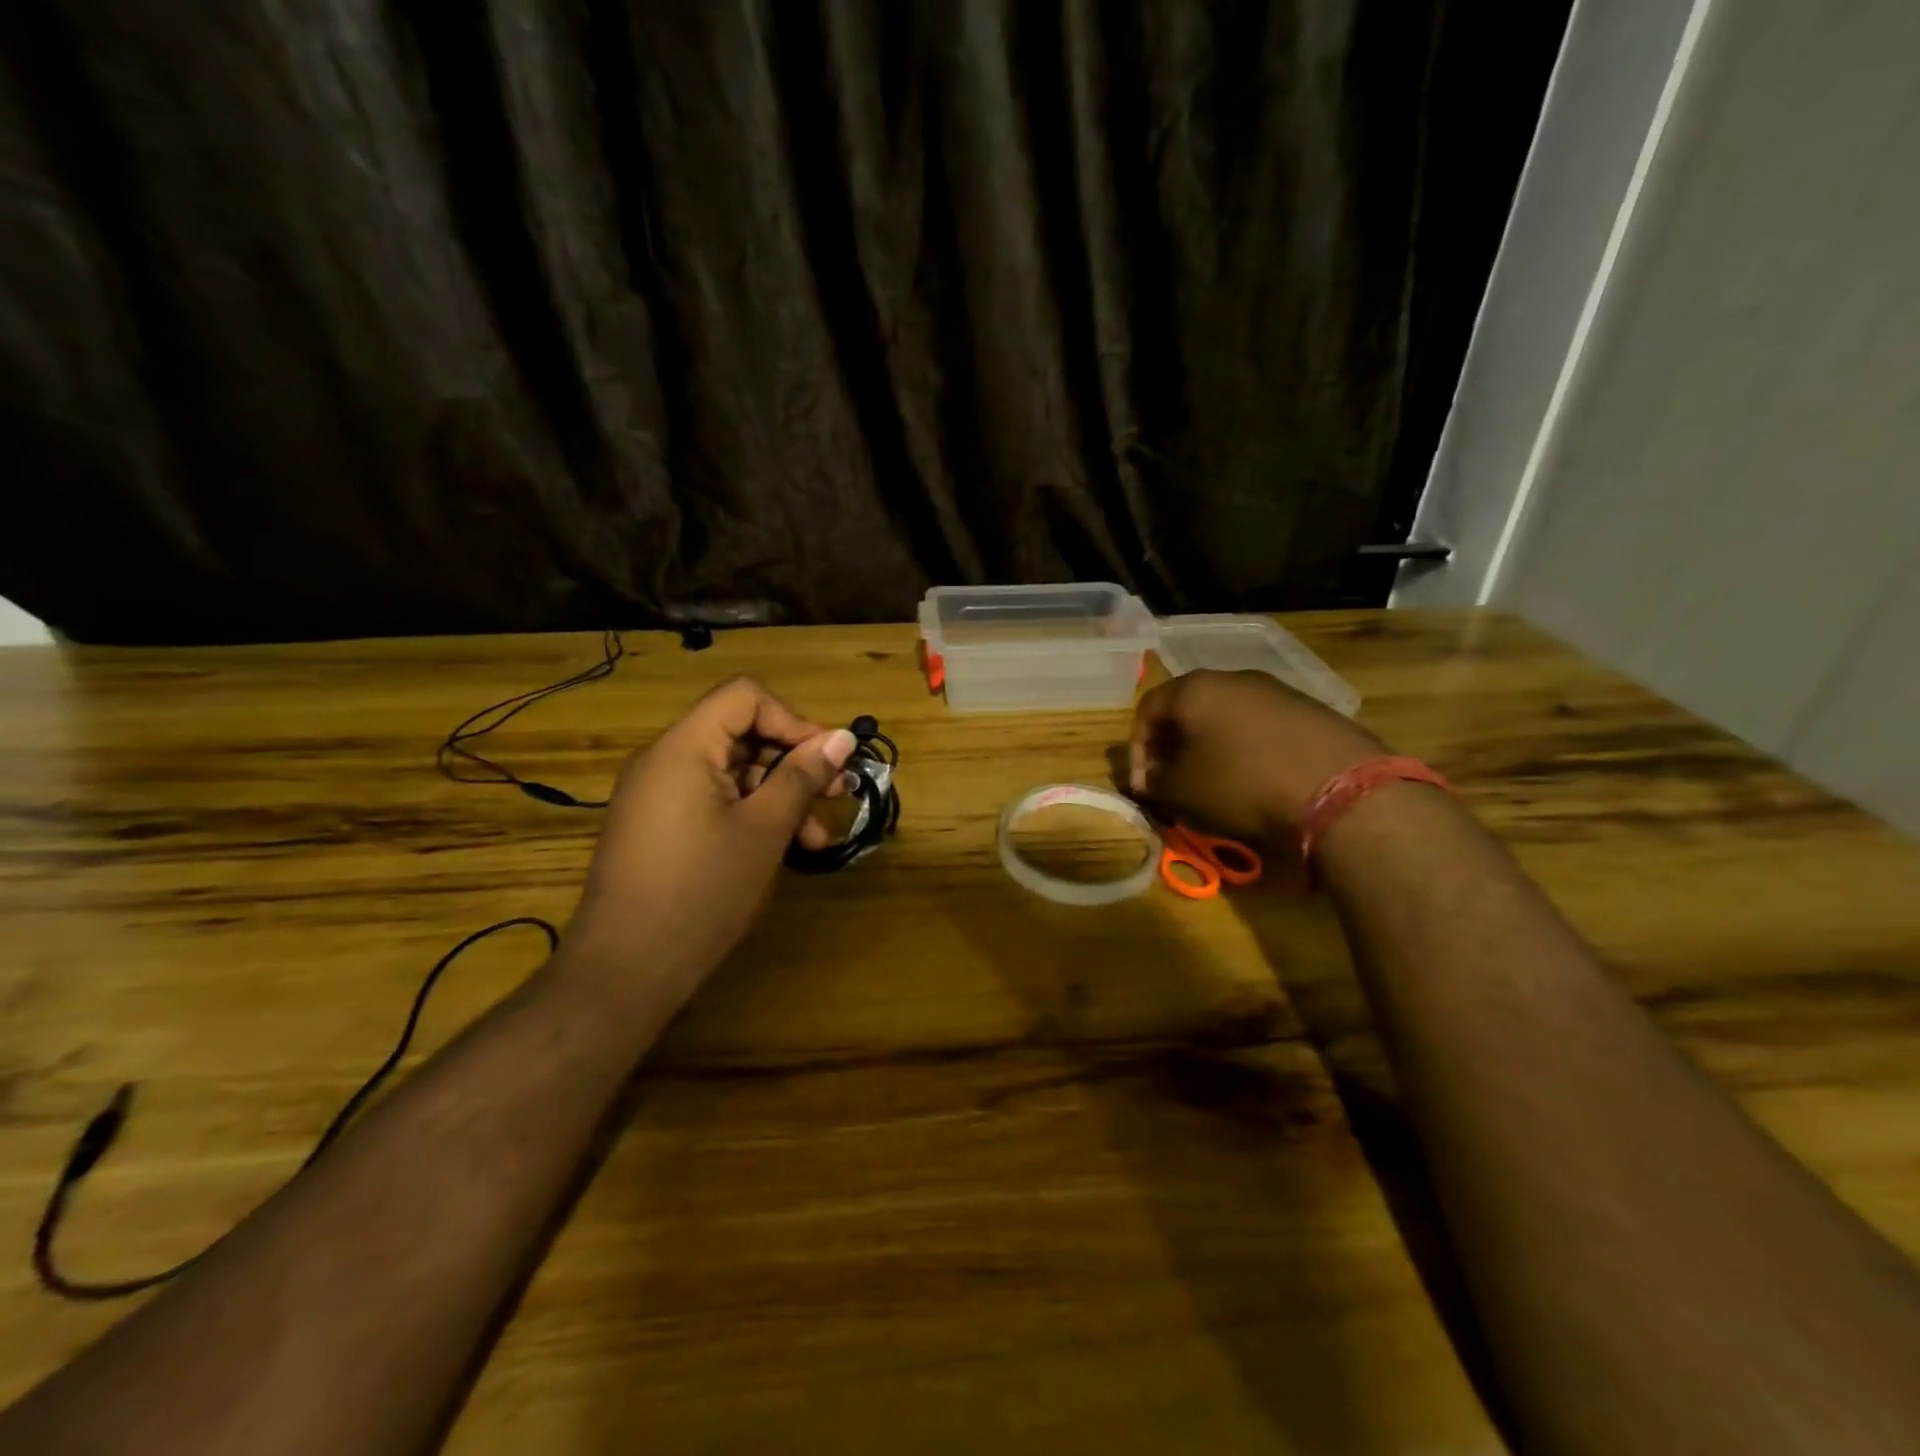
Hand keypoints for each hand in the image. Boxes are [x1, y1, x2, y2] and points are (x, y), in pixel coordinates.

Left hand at [556, 678, 857, 1007]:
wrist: (626, 970)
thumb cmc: (702, 891)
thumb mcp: (765, 830)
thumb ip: (802, 776)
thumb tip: (843, 737)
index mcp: (683, 748)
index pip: (744, 697)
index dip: (792, 720)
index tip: (827, 760)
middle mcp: (664, 761)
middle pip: (740, 733)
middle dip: (793, 761)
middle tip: (837, 794)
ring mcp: (657, 796)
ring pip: (731, 773)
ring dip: (778, 795)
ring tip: (817, 837)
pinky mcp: (658, 827)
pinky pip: (712, 801)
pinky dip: (750, 815)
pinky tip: (782, 849)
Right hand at [1129, 670, 1383, 844]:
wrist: (1340, 791)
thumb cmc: (1242, 784)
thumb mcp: (1183, 791)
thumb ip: (1156, 781)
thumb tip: (1151, 779)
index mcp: (1194, 688)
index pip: (1147, 710)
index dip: (1137, 749)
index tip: (1143, 785)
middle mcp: (1233, 678)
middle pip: (1188, 708)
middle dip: (1174, 745)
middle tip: (1173, 780)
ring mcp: (1276, 690)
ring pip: (1227, 715)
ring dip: (1212, 746)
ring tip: (1215, 782)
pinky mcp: (1310, 709)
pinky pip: (1262, 726)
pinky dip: (1249, 748)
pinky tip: (1257, 778)